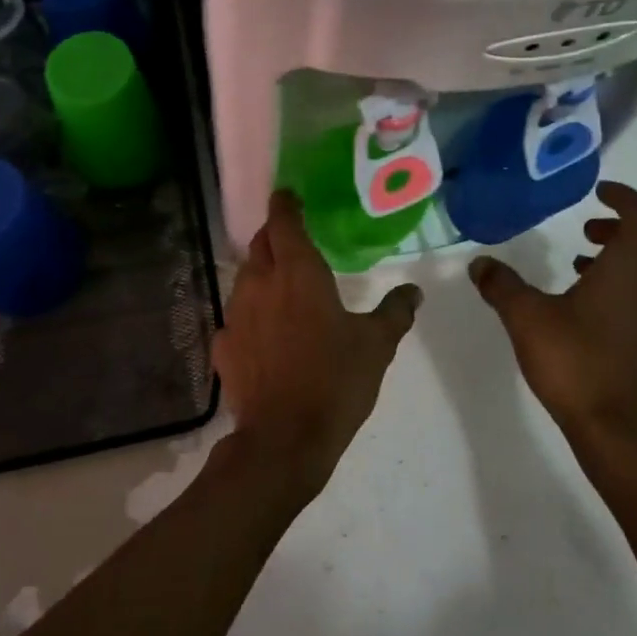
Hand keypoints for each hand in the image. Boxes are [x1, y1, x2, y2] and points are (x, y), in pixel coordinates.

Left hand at [213, 190, 422, 498]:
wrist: (284, 439)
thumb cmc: (335, 381)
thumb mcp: (377, 345)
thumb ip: (395, 312)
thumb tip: (414, 292)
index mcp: (298, 272)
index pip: (284, 221)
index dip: (285, 204)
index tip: (290, 196)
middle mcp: (261, 283)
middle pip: (260, 244)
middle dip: (274, 235)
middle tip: (293, 239)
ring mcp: (236, 314)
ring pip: (245, 278)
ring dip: (261, 273)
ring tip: (282, 285)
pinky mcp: (223, 346)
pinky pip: (236, 317)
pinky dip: (250, 315)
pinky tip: (264, 333)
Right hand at [469, 180, 636, 452]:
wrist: (611, 425)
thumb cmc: (574, 359)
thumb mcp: (526, 316)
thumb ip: (502, 284)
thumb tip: (479, 263)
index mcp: (630, 267)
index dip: (623, 197)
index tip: (598, 191)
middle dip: (618, 225)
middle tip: (584, 224)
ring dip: (617, 254)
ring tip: (578, 257)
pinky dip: (618, 279)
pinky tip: (581, 298)